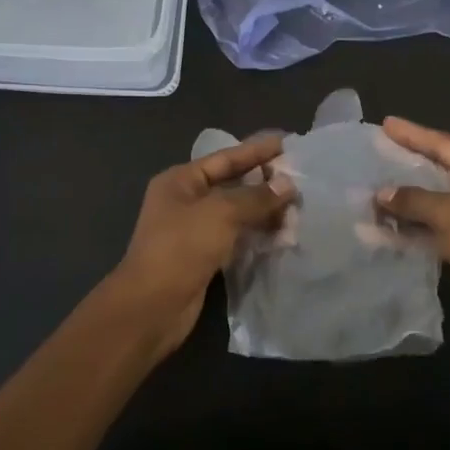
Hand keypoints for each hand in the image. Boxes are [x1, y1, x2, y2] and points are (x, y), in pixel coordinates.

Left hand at [110, 133, 293, 359]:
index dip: (255, 150)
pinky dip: (256, 234)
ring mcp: (193, 230)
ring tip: (296, 208)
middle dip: (263, 182)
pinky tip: (281, 234)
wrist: (151, 307)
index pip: (225, 158)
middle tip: (298, 177)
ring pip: (236, 212)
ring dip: (264, 210)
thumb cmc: (181, 248)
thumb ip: (256, 197)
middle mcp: (185, 201)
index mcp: (180, 181)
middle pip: (231, 184)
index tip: (285, 142)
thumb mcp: (221, 213)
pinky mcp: (203, 256)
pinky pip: (235, 237)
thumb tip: (287, 184)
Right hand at [375, 118, 449, 350]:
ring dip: (407, 200)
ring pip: (436, 201)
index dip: (414, 134)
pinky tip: (385, 226)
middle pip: (441, 170)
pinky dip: (413, 226)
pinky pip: (436, 228)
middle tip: (376, 153)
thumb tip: (381, 193)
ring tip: (373, 190)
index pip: (446, 144)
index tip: (386, 124)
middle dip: (408, 165)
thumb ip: (414, 200)